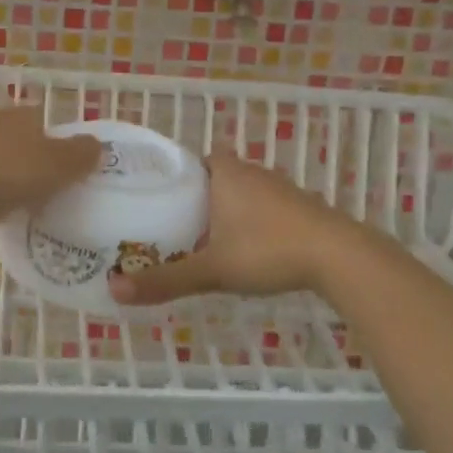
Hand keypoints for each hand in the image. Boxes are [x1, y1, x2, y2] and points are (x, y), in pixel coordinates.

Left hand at [0, 106, 101, 230]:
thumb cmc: (8, 174)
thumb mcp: (58, 166)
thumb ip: (81, 154)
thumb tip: (96, 145)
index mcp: (20, 113)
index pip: (43, 120)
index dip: (55, 143)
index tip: (62, 170)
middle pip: (15, 136)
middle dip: (26, 156)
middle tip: (38, 187)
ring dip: (0, 171)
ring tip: (11, 200)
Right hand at [108, 153, 349, 306]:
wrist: (339, 256)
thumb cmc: (268, 250)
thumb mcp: (212, 269)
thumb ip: (165, 280)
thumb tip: (113, 291)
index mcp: (224, 172)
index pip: (190, 161)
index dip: (173, 177)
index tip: (155, 200)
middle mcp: (251, 171)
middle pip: (213, 177)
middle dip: (195, 198)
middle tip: (171, 225)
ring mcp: (279, 187)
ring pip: (240, 192)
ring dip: (224, 210)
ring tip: (202, 239)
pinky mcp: (300, 206)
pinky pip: (263, 207)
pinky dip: (251, 222)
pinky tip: (246, 249)